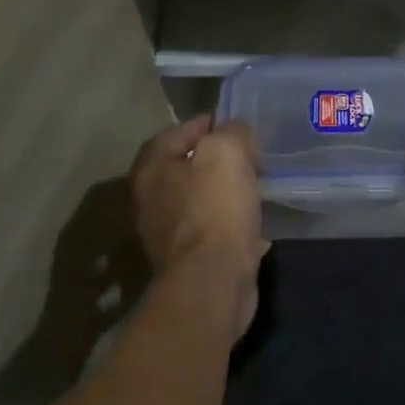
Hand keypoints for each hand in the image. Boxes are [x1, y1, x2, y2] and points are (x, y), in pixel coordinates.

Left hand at [131, 116, 267, 338]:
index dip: (206, 124)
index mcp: (151, 169)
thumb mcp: (227, 153)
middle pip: (185, 167)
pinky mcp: (188, 259)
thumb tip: (236, 132)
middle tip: (248, 155)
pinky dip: (230, 223)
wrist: (212, 281)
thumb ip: (232, 132)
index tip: (235, 124)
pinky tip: (253, 222)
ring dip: (223, 192)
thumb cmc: (214, 209)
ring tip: (253, 186)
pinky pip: (212, 229)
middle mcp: (150, 199)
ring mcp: (167, 233)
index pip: (176, 132)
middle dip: (215, 160)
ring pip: (199, 200)